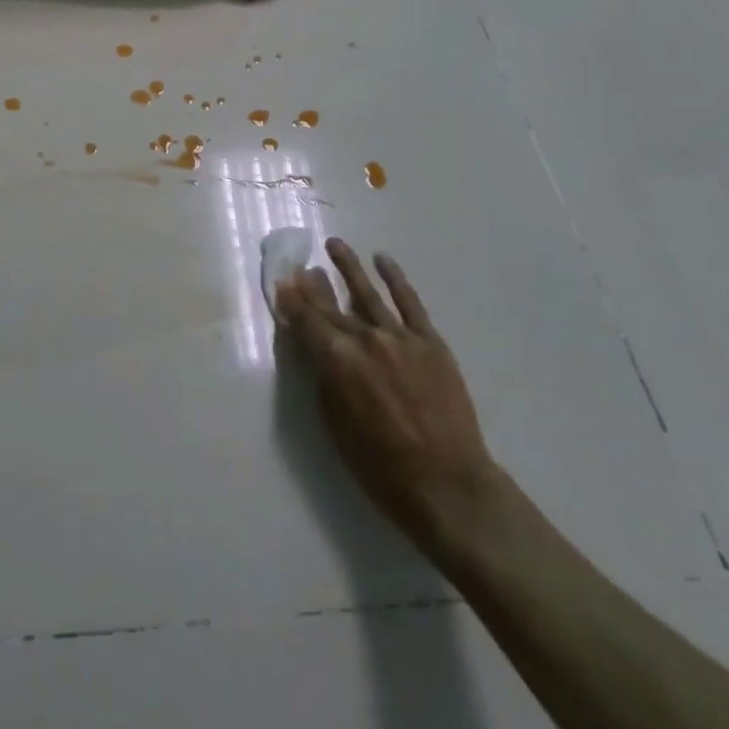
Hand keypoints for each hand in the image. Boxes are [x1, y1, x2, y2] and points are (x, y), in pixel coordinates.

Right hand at [275, 239, 499, 559]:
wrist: (447, 484)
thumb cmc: (380, 466)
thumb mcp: (335, 425)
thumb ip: (324, 379)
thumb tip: (317, 349)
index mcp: (336, 361)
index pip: (306, 321)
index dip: (291, 300)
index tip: (282, 281)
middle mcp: (364, 339)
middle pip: (332, 305)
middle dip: (314, 284)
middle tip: (302, 265)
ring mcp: (399, 336)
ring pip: (367, 293)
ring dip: (349, 267)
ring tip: (335, 245)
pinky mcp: (429, 341)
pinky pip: (409, 302)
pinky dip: (395, 279)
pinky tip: (384, 260)